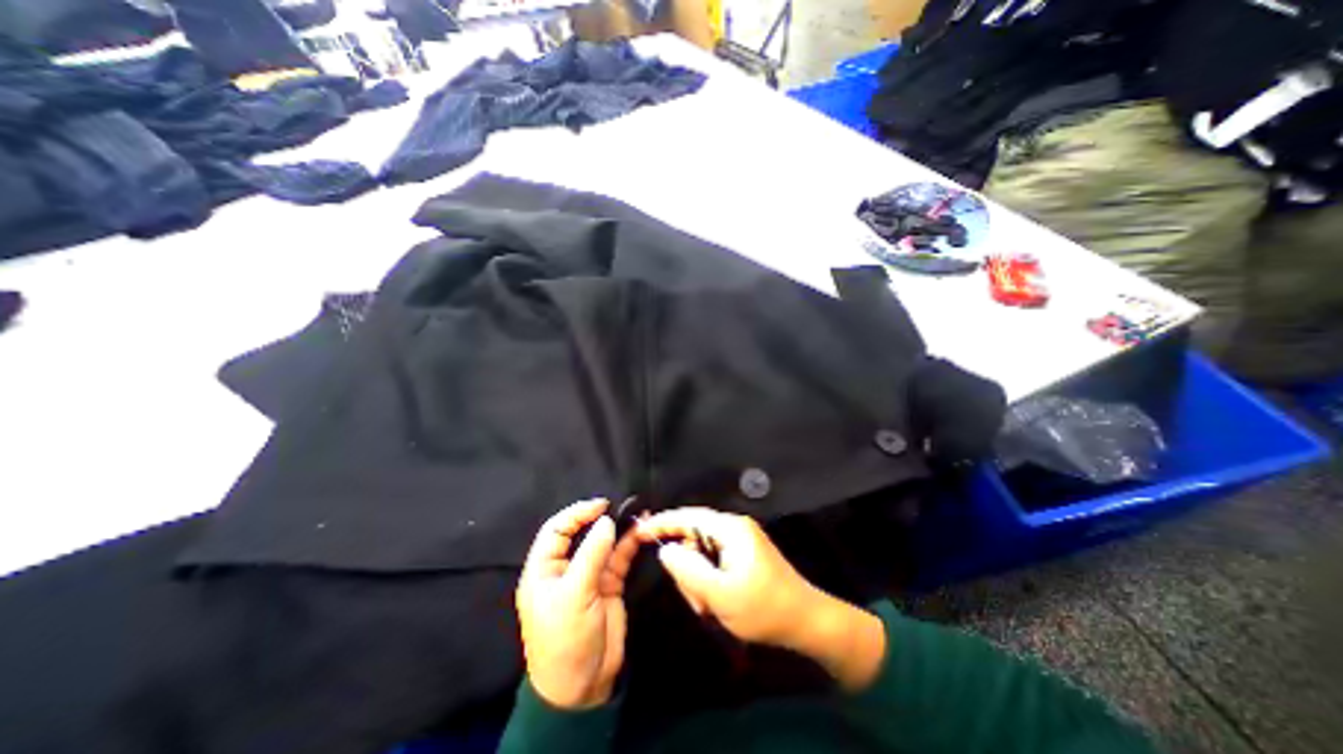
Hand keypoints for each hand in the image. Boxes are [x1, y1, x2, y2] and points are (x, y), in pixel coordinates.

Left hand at [515, 502, 637, 706]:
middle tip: (622, 506)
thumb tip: (606, 521)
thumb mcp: (574, 595)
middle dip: (600, 518)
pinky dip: (629, 544)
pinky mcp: (608, 585)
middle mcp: (565, 568)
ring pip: (603, 544)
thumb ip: (591, 555)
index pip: (556, 530)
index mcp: (544, 570)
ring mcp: (589, 576)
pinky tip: (641, 532)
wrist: (583, 687)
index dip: (576, 514)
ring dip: (620, 529)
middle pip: (582, 533)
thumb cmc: (566, 639)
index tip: (601, 505)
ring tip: (639, 514)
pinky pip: (618, 558)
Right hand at [635, 510, 889, 693]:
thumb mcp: (722, 594)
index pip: (688, 517)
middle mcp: (734, 529)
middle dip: (688, 569)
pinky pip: (713, 563)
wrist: (807, 622)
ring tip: (712, 606)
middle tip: (699, 600)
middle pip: (694, 538)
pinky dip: (709, 583)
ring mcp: (739, 542)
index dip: (662, 522)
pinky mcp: (742, 556)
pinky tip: (717, 603)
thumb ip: (689, 570)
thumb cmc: (765, 608)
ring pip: (702, 555)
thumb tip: (666, 550)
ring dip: (699, 581)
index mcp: (730, 529)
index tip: (638, 530)